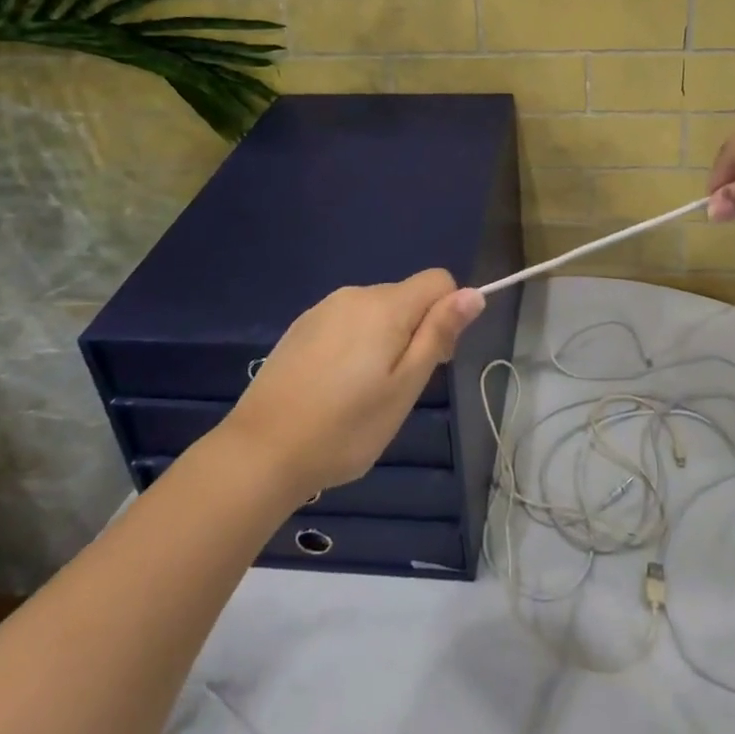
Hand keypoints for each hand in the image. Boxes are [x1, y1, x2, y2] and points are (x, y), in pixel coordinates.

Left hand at [211, 270, 484, 502]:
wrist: (259, 452)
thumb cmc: (345, 427)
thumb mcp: (405, 387)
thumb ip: (438, 334)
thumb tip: (474, 293)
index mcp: (385, 306)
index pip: (439, 281)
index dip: (447, 316)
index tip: (431, 361)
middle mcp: (355, 295)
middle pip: (406, 298)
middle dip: (414, 333)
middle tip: (395, 389)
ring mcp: (323, 309)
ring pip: (376, 312)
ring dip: (383, 341)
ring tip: (362, 394)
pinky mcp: (301, 327)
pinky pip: (346, 323)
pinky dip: (354, 346)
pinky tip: (333, 388)